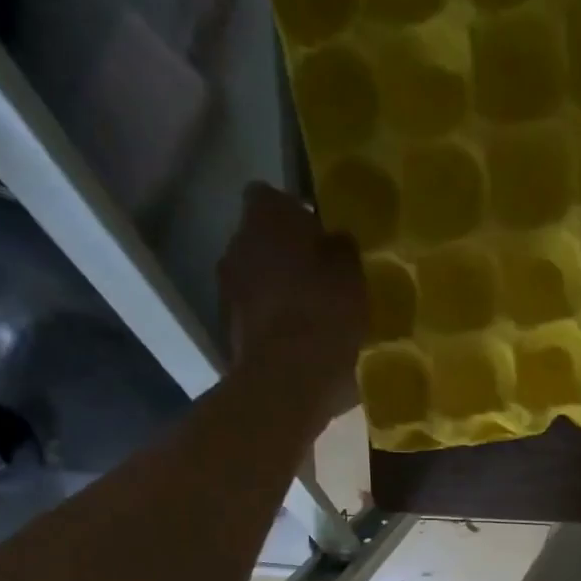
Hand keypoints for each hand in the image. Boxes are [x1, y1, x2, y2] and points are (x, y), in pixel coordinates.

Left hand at [218, 183, 368, 425]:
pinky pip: (256, 317)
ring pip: (257, 279)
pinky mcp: (229, 331)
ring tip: (314, 318)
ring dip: (279, 293)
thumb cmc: (324, 317)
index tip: (322, 238)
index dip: (297, 215)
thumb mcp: (353, 277)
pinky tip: (300, 345)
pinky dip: (274, 325)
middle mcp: (236, 244)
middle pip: (262, 241)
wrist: (286, 383)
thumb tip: (336, 242)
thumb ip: (342, 251)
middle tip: (323, 281)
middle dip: (288, 256)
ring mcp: (227, 290)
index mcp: (266, 218)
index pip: (273, 197)